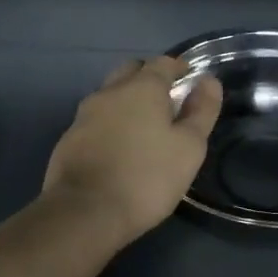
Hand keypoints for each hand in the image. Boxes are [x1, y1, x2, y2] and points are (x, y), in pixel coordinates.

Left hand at [43, 56, 221, 244]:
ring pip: (110, 94)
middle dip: (149, 78)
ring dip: (127, 100)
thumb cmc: (146, 176)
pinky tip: (118, 147)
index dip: (178, 67)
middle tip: (166, 100)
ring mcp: (85, 114)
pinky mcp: (69, 138)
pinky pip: (95, 119)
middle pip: (132, 71)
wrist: (83, 213)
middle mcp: (111, 91)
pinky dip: (110, 123)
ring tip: (142, 125)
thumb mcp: (189, 147)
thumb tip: (209, 81)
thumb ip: (201, 110)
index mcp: (142, 87)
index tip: (189, 79)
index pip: (163, 62)